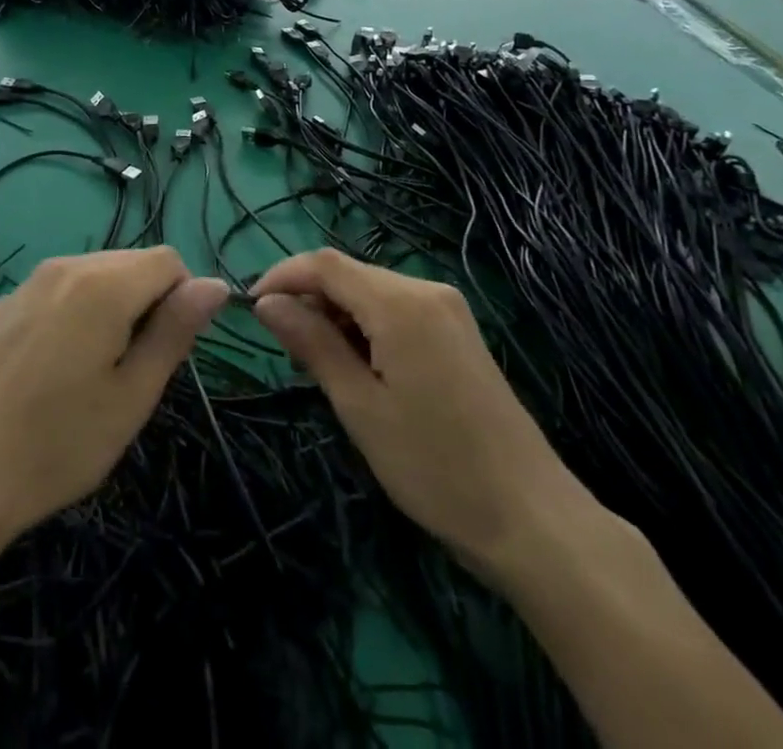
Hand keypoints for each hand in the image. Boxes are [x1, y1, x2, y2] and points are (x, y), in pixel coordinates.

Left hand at [0, 248, 227, 544]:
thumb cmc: (61, 443)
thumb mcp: (134, 395)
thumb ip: (176, 330)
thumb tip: (214, 284)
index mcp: (102, 284)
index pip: (168, 260)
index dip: (181, 300)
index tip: (165, 351)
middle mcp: (64, 266)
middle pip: (130, 262)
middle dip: (146, 302)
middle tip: (131, 370)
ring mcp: (27, 282)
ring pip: (93, 274)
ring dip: (110, 306)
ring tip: (92, 372)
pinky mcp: (2, 304)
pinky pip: (56, 291)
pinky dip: (72, 313)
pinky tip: (51, 369)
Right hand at [251, 249, 599, 576]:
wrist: (533, 519)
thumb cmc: (434, 466)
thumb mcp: (359, 406)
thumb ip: (312, 343)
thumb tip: (266, 302)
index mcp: (400, 303)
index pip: (325, 264)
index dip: (282, 276)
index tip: (250, 307)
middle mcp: (426, 290)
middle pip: (349, 273)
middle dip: (309, 299)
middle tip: (285, 349)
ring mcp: (448, 308)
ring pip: (372, 291)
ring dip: (336, 314)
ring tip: (319, 365)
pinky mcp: (458, 330)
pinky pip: (397, 309)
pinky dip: (366, 325)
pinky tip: (360, 366)